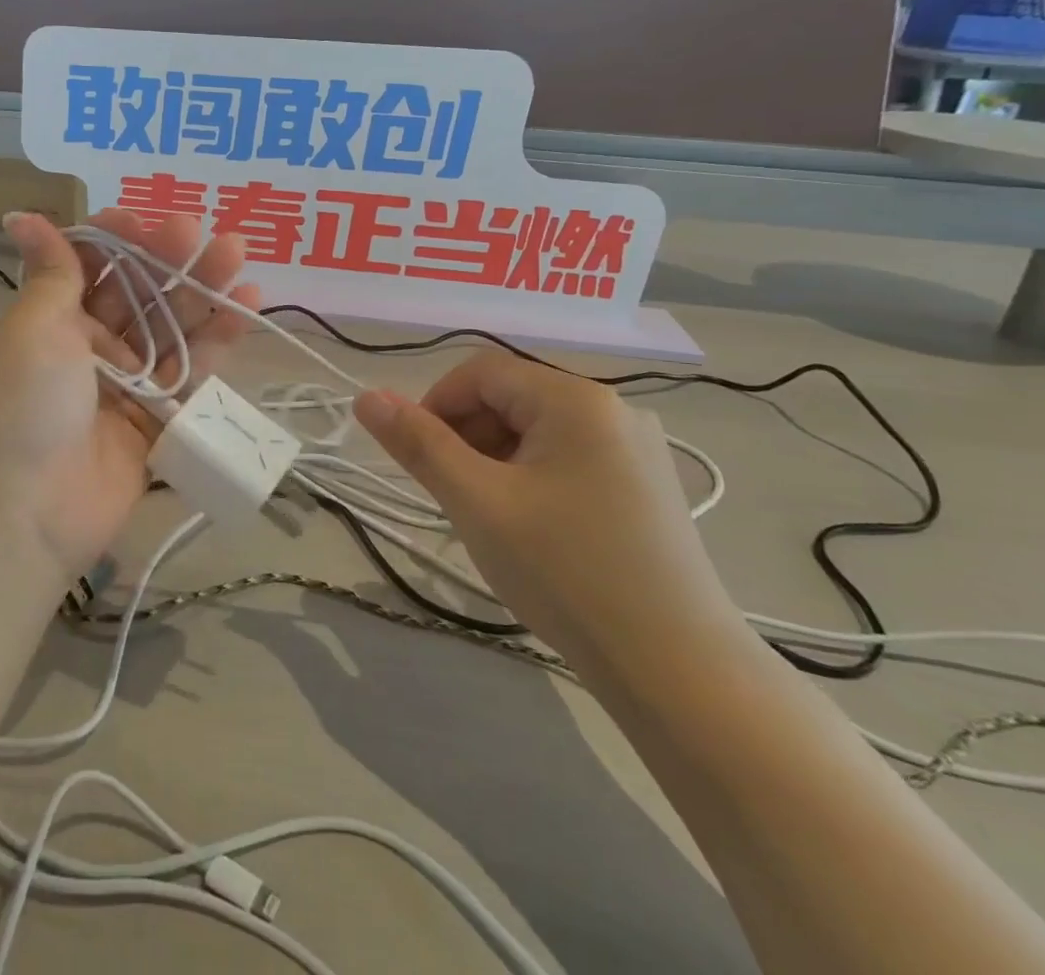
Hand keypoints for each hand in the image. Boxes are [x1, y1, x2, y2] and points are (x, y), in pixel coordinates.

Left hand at [0, 209, 257, 579]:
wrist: (27, 513)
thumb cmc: (23, 406)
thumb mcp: (32, 329)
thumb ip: (53, 273)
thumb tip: (21, 215)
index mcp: (51, 321)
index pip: (89, 267)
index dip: (115, 241)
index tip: (139, 219)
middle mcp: (89, 348)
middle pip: (137, 293)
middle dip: (166, 259)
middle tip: (197, 230)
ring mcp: (127, 384)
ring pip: (171, 327)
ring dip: (202, 290)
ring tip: (235, 253)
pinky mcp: (159, 418)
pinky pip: (191, 372)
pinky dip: (218, 339)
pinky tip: (245, 304)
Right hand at [354, 354, 745, 679]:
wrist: (679, 672)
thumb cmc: (566, 573)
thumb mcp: (477, 502)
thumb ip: (418, 444)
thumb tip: (365, 398)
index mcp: (576, 398)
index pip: (480, 372)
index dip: (435, 405)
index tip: (417, 459)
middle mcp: (614, 409)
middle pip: (512, 397)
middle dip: (466, 436)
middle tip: (451, 495)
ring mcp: (638, 449)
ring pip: (538, 431)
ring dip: (496, 459)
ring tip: (488, 517)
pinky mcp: (648, 487)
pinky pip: (570, 459)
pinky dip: (532, 478)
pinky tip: (532, 530)